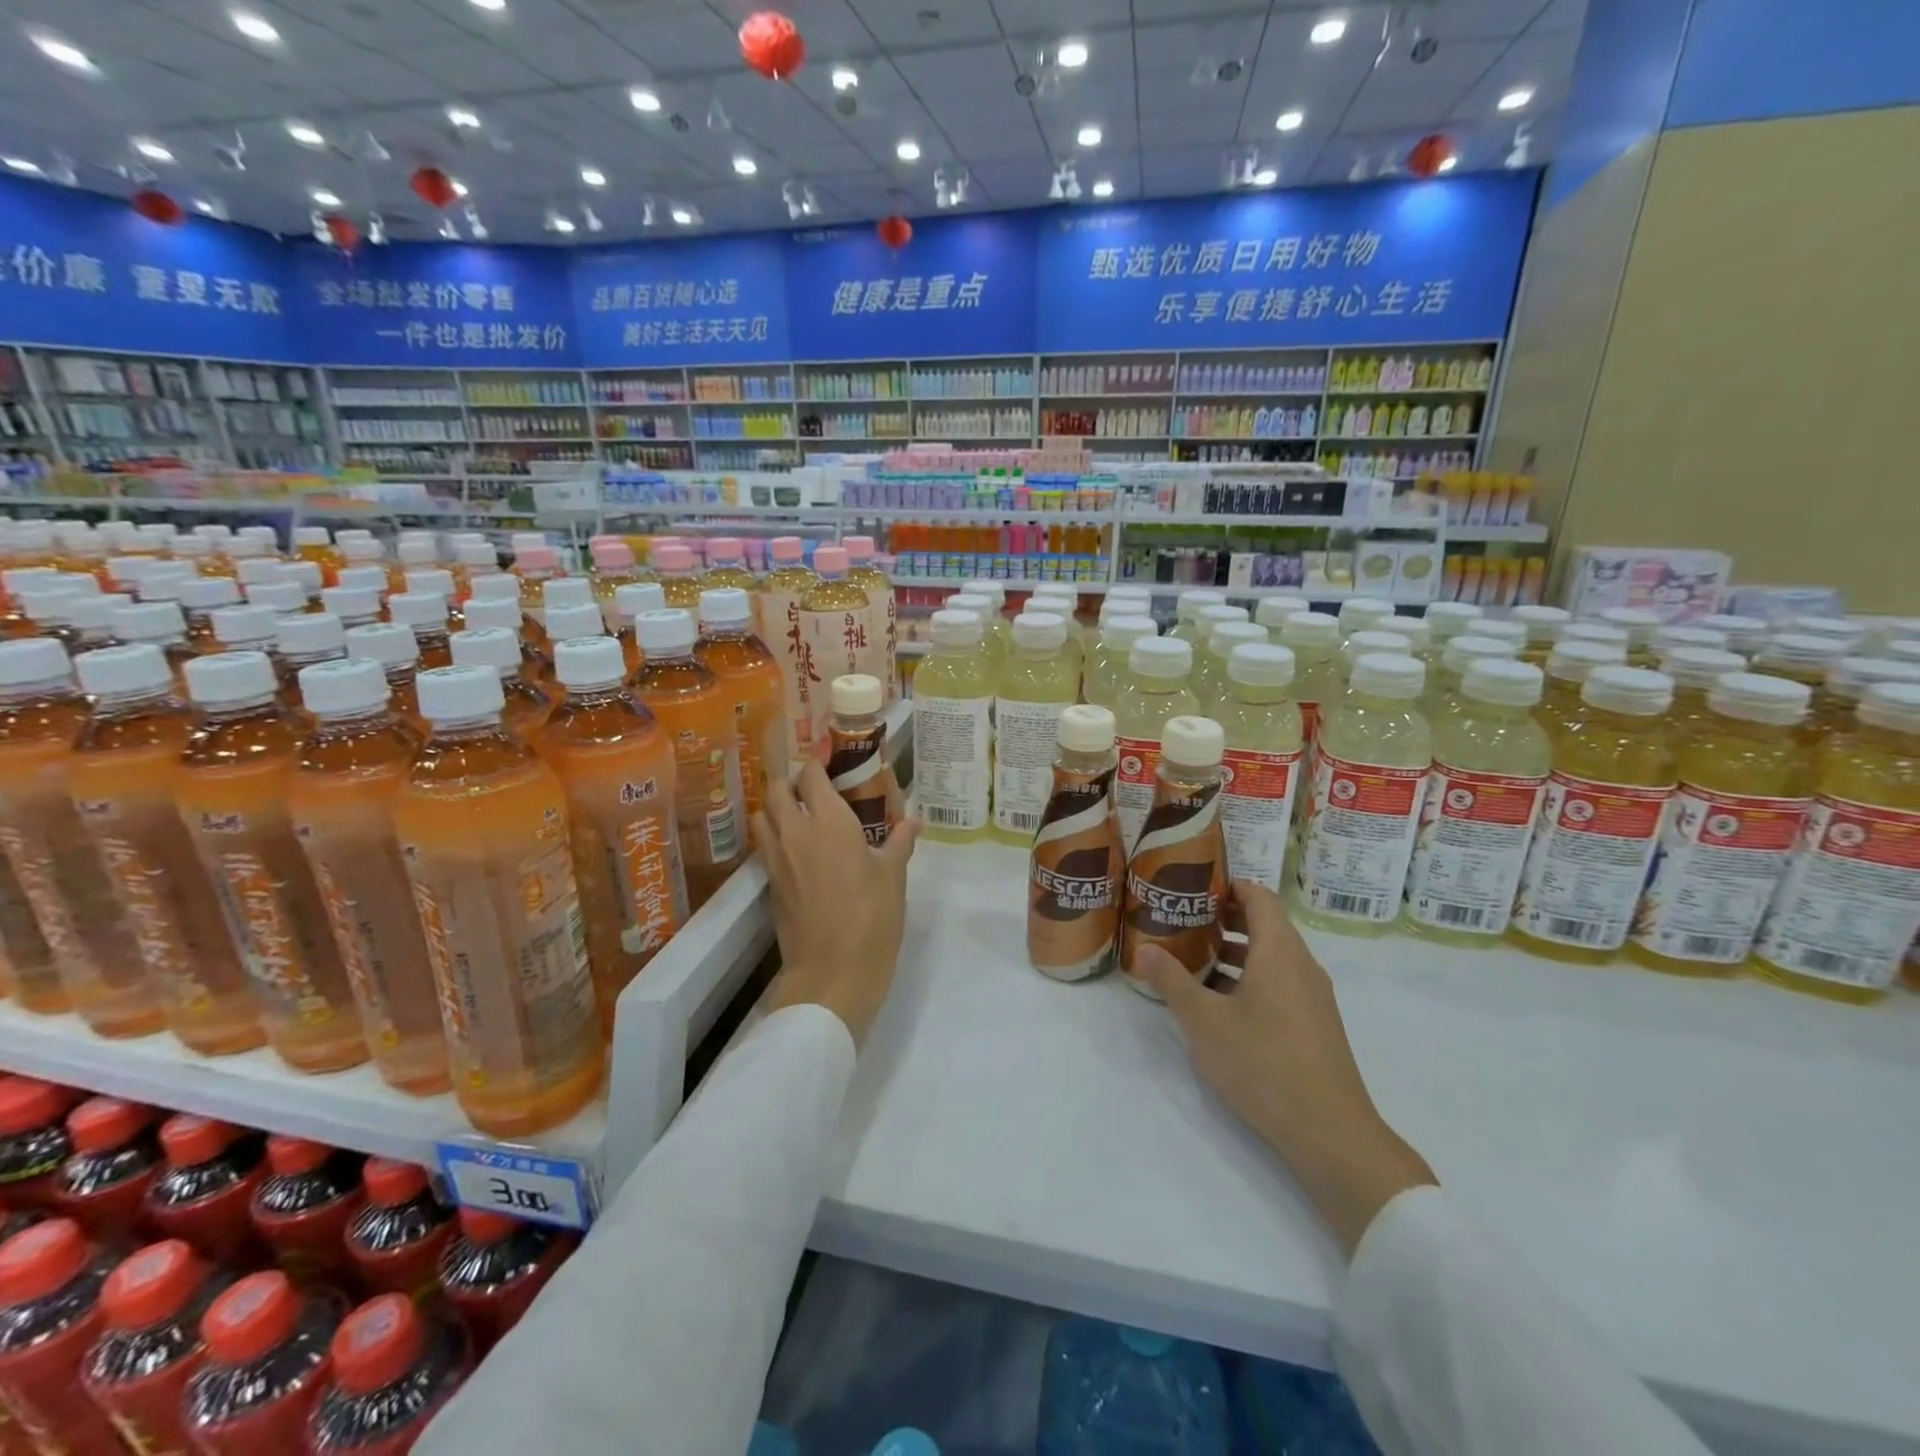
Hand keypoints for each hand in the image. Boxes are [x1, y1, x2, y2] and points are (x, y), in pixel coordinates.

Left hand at [754, 759, 920, 1044]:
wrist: (832, 972)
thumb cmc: (872, 918)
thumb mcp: (893, 877)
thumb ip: (899, 843)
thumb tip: (913, 822)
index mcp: (829, 822)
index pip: (810, 776)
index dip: (816, 764)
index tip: (828, 760)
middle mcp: (796, 831)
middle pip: (778, 790)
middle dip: (791, 781)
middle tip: (812, 787)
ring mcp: (777, 858)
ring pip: (762, 815)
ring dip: (776, 807)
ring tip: (798, 814)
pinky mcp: (769, 883)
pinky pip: (763, 844)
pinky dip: (772, 835)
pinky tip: (795, 848)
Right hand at [1136, 880, 1434, 1255]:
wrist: (1330, 1132)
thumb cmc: (1263, 1062)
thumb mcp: (1204, 1020)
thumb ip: (1171, 981)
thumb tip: (1143, 950)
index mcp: (1279, 951)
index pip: (1259, 897)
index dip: (1229, 886)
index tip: (1194, 888)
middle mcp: (1301, 965)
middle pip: (1265, 924)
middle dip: (1224, 919)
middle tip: (1183, 920)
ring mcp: (1313, 996)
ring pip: (1271, 956)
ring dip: (1235, 951)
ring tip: (1193, 958)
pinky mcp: (1314, 1024)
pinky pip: (1280, 982)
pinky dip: (1249, 977)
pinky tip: (1219, 1003)